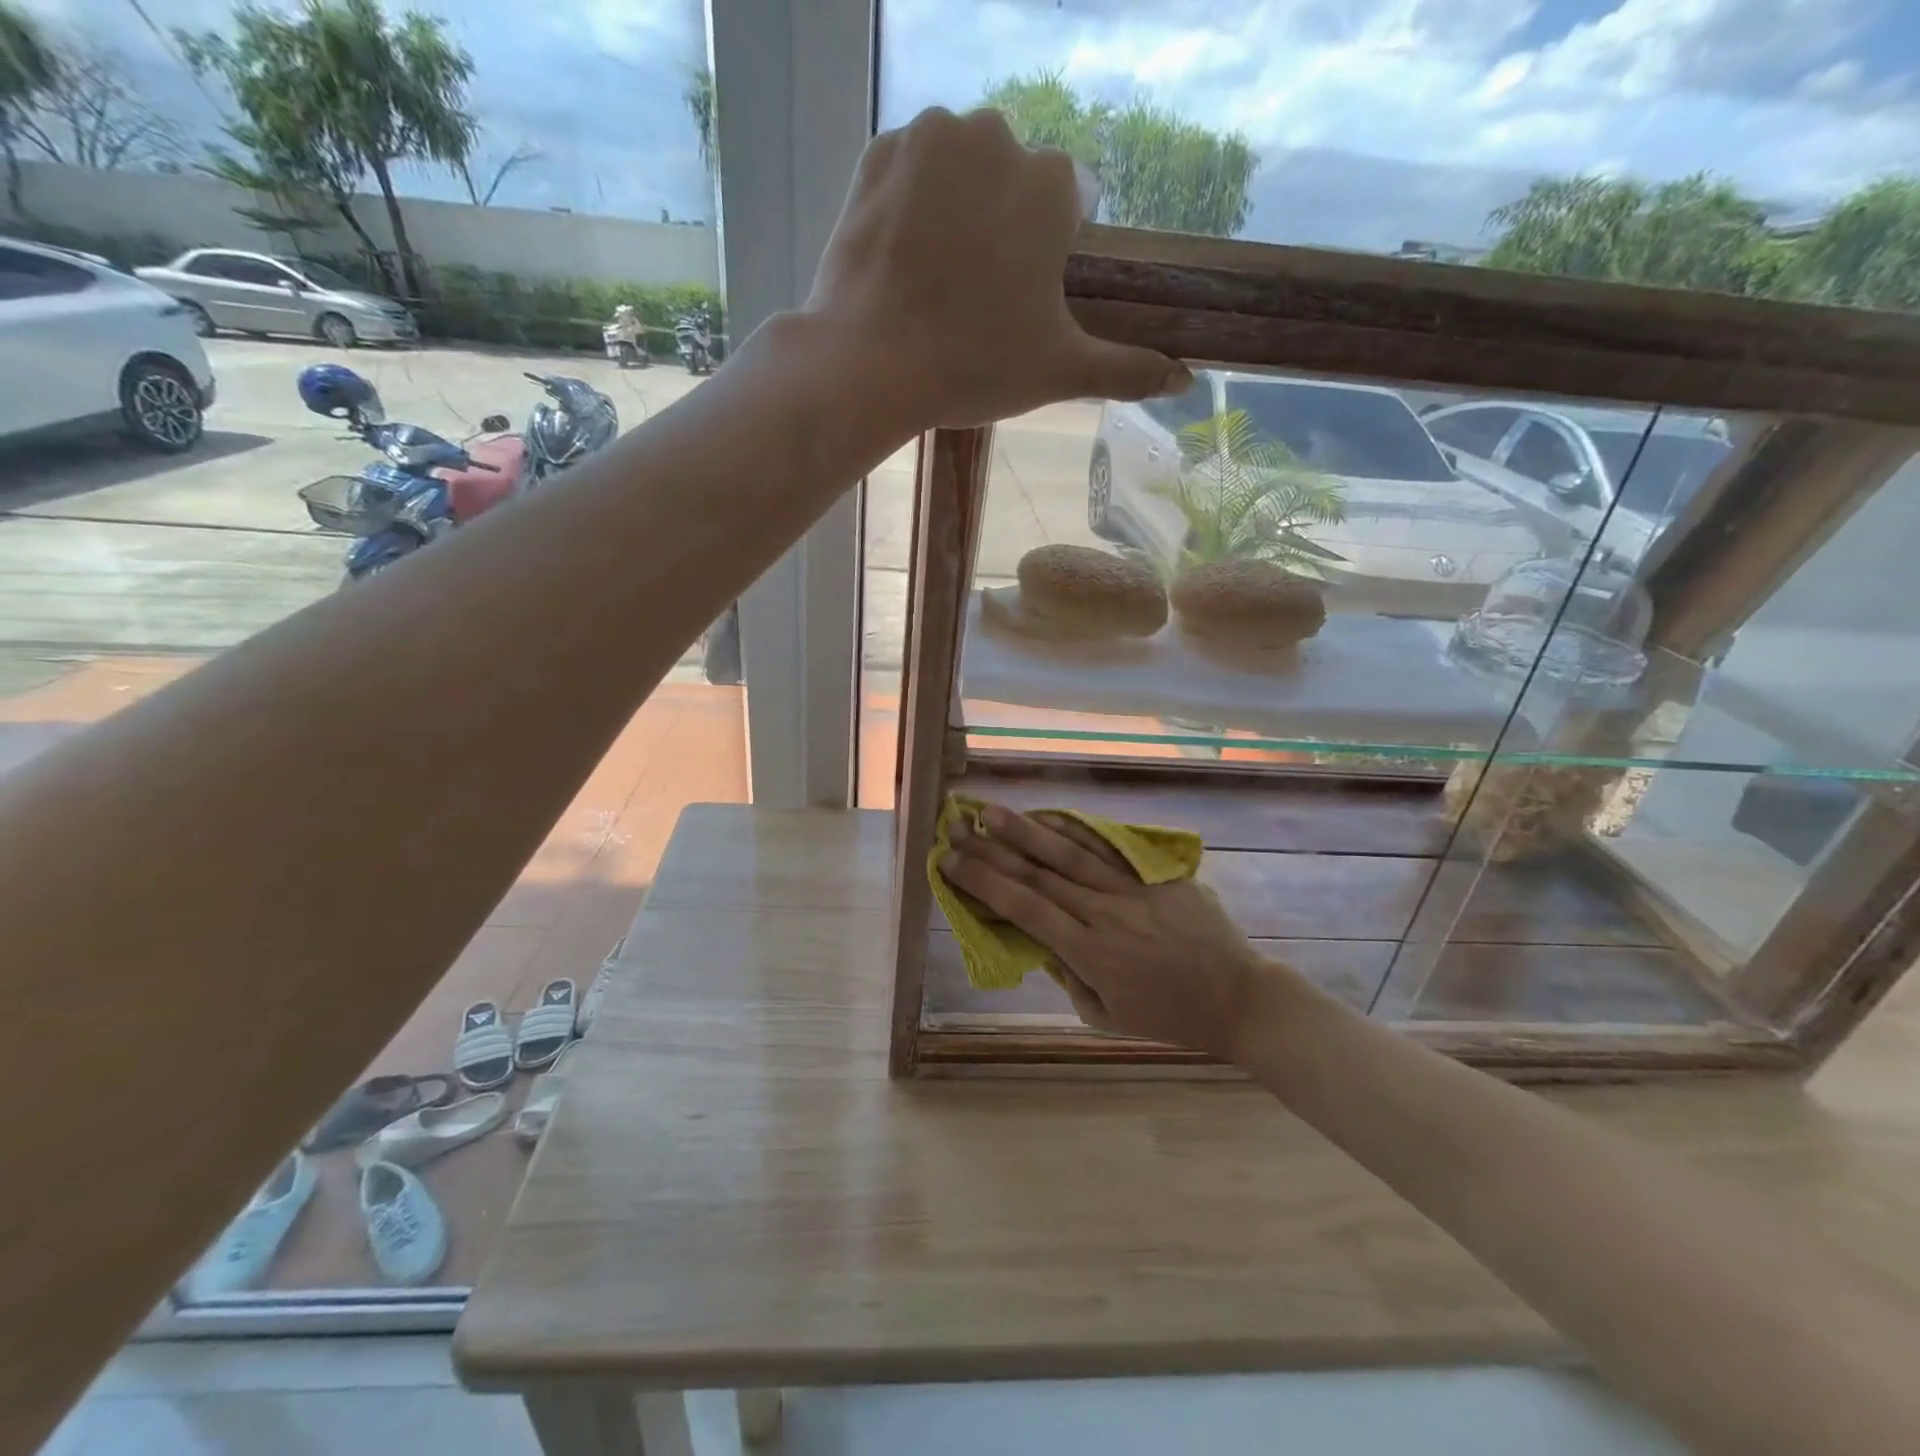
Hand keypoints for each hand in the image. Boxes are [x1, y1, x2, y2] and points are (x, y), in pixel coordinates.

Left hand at [805, 107, 1189, 429]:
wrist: (871, 365)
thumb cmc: (975, 366)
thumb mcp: (1060, 371)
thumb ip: (1126, 370)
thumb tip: (1185, 381)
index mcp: (1050, 184)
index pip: (1069, 201)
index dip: (1050, 251)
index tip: (1023, 296)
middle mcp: (996, 137)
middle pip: (1013, 177)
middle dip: (1004, 223)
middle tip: (977, 294)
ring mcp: (930, 138)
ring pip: (961, 166)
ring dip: (958, 205)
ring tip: (938, 277)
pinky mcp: (877, 153)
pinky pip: (910, 168)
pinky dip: (911, 201)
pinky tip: (903, 255)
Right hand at [942, 803, 1270, 1055]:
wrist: (1238, 996)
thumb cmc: (1169, 1016)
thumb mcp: (1106, 1016)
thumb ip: (1068, 976)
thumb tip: (1040, 939)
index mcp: (1088, 951)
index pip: (1023, 907)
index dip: (982, 882)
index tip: (949, 862)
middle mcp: (1103, 912)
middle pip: (1038, 873)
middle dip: (991, 850)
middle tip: (956, 828)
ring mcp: (1132, 887)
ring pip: (1069, 852)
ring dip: (1026, 830)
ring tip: (991, 812)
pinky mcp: (1155, 874)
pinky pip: (1109, 847)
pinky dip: (1076, 829)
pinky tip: (1050, 816)